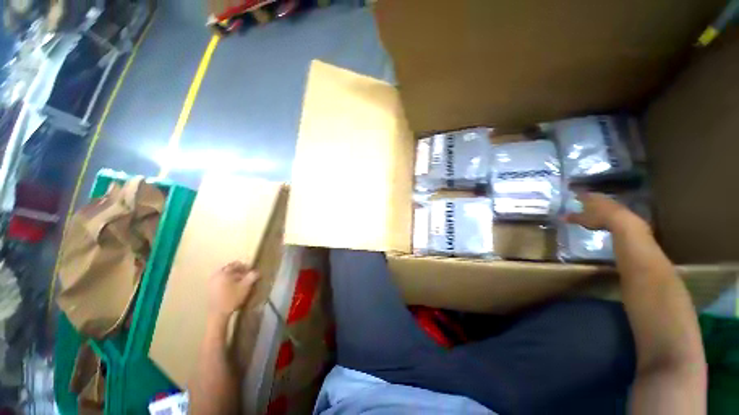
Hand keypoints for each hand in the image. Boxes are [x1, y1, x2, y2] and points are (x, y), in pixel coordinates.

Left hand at [208, 261, 259, 319]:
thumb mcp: (246, 286)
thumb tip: (256, 272)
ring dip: (233, 276)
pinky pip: (221, 281)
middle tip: (246, 276)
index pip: (235, 264)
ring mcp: (212, 282)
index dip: (245, 266)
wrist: (218, 313)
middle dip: (238, 271)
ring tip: (240, 282)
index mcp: (224, 272)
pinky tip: (233, 288)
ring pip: (225, 275)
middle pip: (229, 269)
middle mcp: (216, 275)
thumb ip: (252, 276)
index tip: (251, 271)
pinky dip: (227, 281)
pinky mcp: (211, 290)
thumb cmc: (232, 297)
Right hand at [564, 192, 645, 232]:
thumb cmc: (598, 218)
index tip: (571, 194)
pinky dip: (604, 207)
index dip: (575, 194)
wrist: (621, 220)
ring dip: (596, 202)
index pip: (579, 193)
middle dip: (586, 198)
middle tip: (581, 201)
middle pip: (590, 195)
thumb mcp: (582, 219)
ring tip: (591, 207)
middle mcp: (598, 195)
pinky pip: (608, 205)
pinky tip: (603, 212)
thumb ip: (572, 218)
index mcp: (588, 197)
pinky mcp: (618, 205)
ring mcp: (609, 199)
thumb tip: (560, 217)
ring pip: (599, 199)